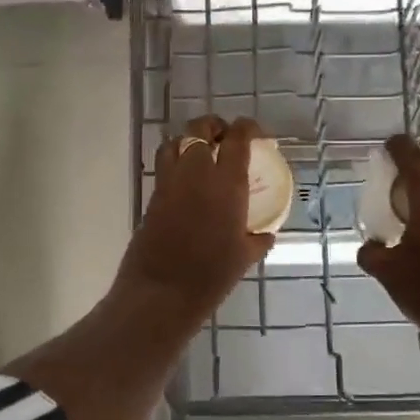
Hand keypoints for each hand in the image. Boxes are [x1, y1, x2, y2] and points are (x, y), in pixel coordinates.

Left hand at [117, 115, 274, 321]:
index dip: (248, 128)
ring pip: (176, 141)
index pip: (238, 139)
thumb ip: (258, 240)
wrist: (161, 292)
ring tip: (202, 153)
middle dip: (215, 126)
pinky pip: (164, 164)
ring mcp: (170, 182)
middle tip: (226, 138)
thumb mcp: (244, 258)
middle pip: (200, 129)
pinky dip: (175, 160)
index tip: (257, 133)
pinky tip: (187, 180)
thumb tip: (266, 234)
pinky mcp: (153, 195)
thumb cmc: (210, 276)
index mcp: (226, 184)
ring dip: (190, 140)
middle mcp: (197, 173)